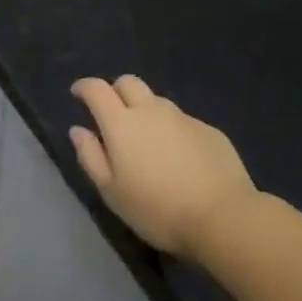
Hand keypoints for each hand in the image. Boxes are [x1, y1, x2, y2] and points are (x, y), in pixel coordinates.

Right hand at [70, 75, 257, 258]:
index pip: (97, 89)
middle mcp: (151, 111)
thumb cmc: (157, 209)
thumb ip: (90, 156)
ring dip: (145, 111)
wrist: (223, 218)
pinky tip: (179, 158)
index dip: (84, 87)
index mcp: (121, 123)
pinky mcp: (209, 130)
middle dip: (115, 91)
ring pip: (157, 101)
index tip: (77, 94)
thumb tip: (78, 130)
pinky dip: (172, 130)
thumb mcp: (112, 191)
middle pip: (128, 83)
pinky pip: (182, 121)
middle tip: (112, 114)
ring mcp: (184, 118)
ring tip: (148, 141)